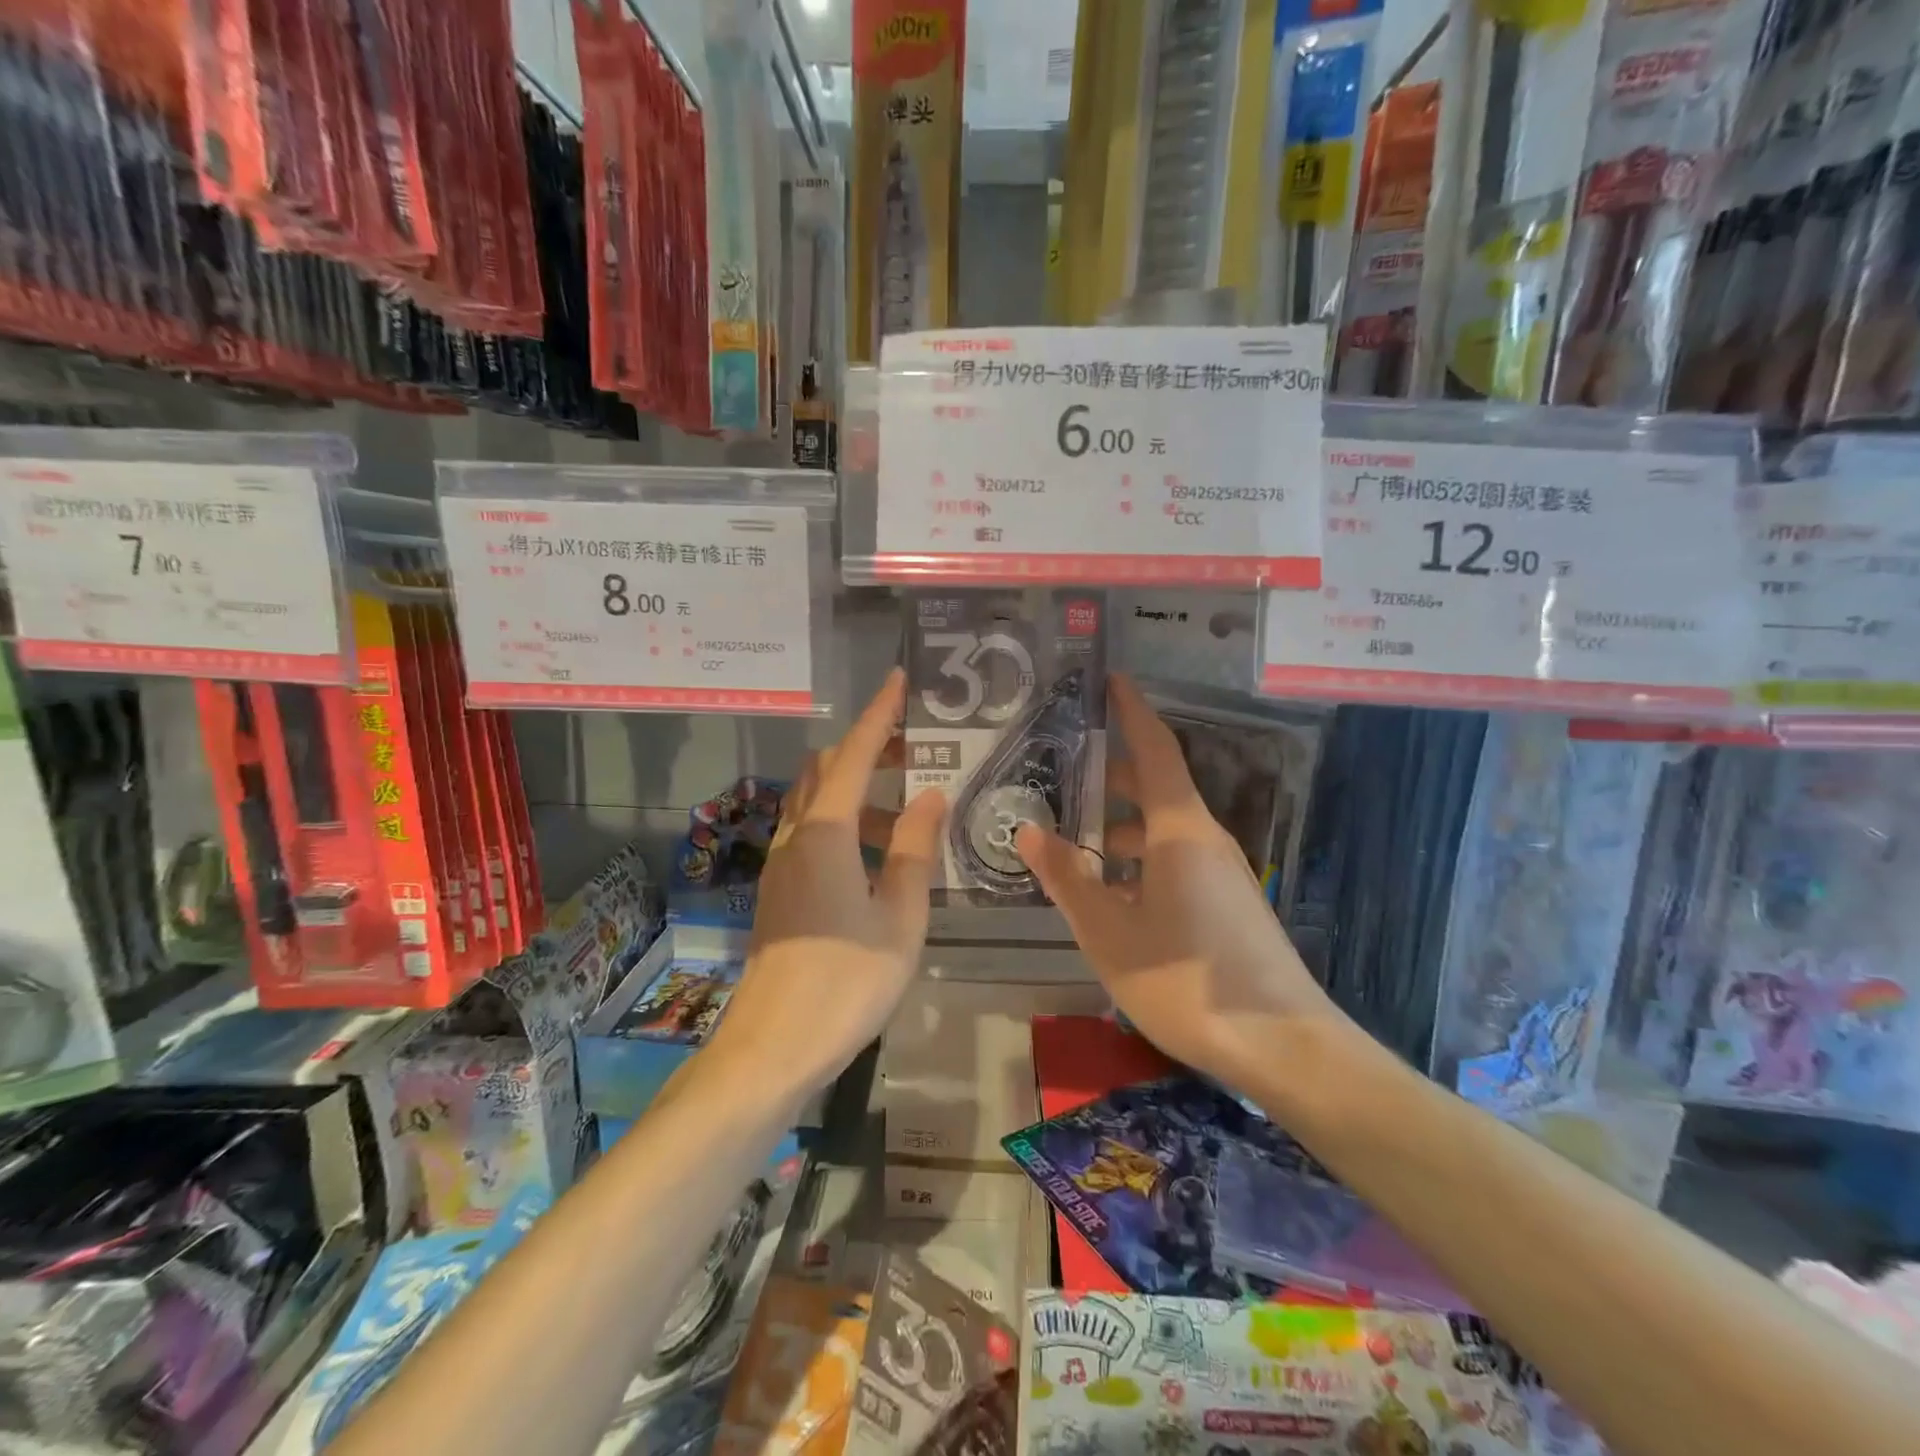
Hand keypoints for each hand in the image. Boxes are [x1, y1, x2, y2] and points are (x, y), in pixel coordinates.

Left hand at [705, 669, 946, 1098]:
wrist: (771, 1049)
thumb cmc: (846, 981)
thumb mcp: (899, 916)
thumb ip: (913, 849)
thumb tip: (931, 795)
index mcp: (825, 834)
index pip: (854, 755)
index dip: (878, 715)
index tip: (898, 680)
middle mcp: (795, 838)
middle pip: (824, 771)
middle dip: (866, 749)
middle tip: (913, 748)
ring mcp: (780, 865)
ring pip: (815, 804)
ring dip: (855, 790)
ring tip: (907, 806)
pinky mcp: (778, 892)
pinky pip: (811, 834)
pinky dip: (843, 822)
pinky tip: (876, 853)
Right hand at [1015, 674, 1354, 1098]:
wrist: (1282, 1045)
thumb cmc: (1186, 980)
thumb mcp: (1109, 932)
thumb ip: (1067, 879)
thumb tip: (1029, 830)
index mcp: (1180, 831)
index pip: (1155, 750)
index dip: (1132, 711)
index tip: (1111, 679)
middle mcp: (1204, 839)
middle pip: (1156, 786)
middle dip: (1112, 771)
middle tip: (1062, 763)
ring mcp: (1221, 872)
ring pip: (1163, 828)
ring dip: (1120, 823)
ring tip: (1072, 833)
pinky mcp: (1227, 902)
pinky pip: (1174, 859)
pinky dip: (1138, 857)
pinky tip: (1109, 888)